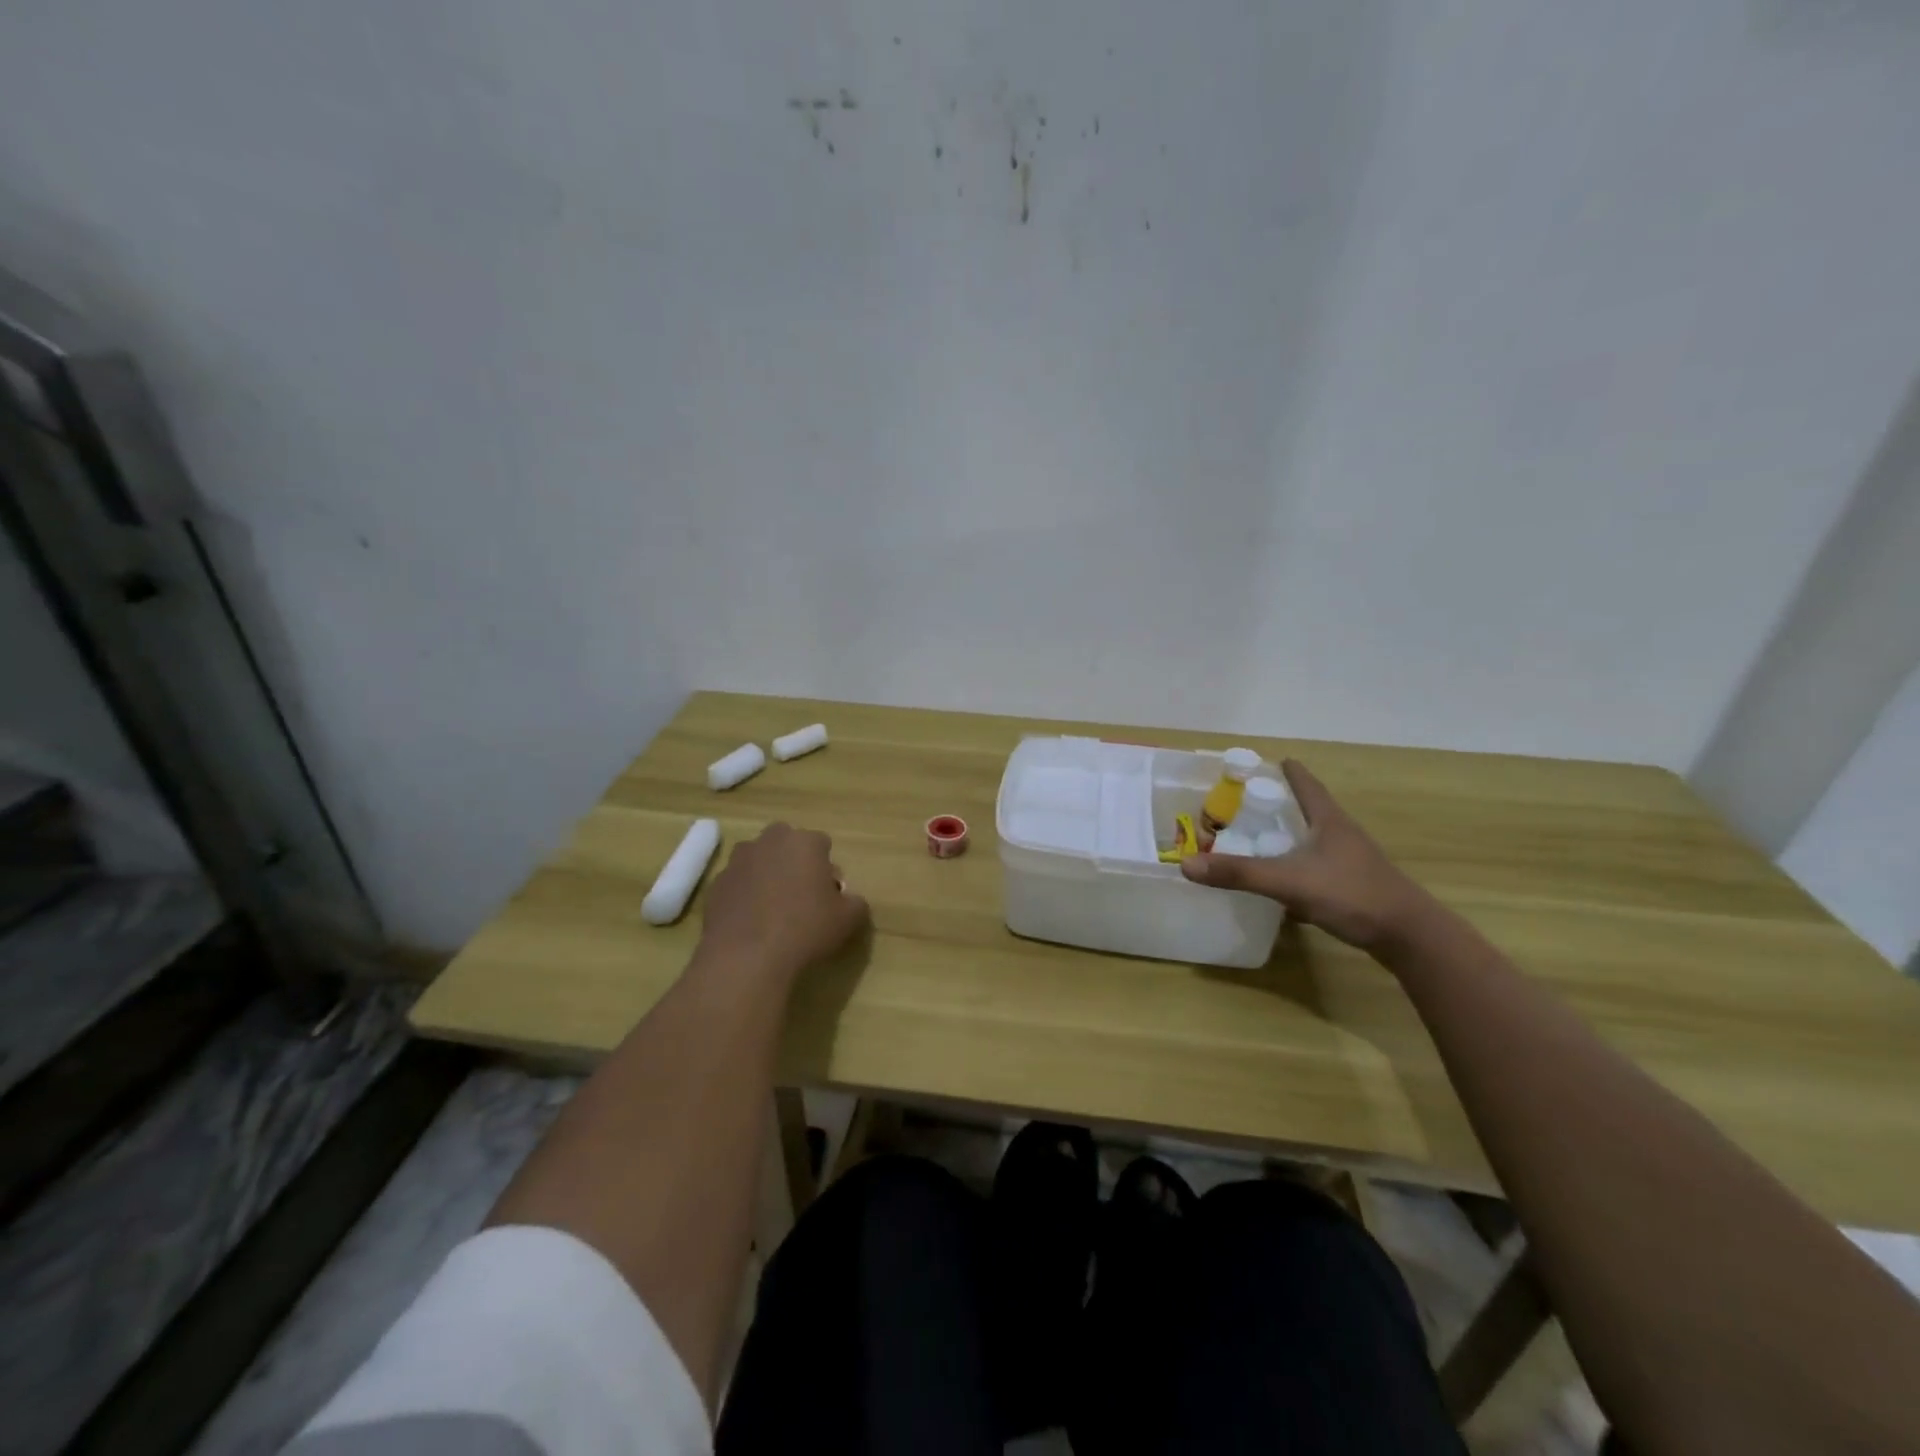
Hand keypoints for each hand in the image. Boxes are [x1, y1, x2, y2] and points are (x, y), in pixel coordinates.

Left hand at [698, 823, 868, 982]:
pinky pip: (737, 884)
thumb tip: (850, 900)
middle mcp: (769, 842)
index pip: (822, 843)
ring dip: (766, 874)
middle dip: (793, 861)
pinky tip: (750, 923)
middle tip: (800, 895)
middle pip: (786, 843)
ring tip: (772, 909)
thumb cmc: (805, 930)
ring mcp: (737, 862)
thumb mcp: (848, 920)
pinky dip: (744, 895)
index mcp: (804, 842)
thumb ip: (855, 902)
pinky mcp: (715, 885)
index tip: (828, 893)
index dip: (827, 868)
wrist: (746, 958)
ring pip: (758, 860)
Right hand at [1180, 760, 1436, 955]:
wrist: (1409, 936)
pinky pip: (1319, 866)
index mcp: (1328, 820)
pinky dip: (1298, 865)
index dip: (1288, 772)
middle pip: (1310, 809)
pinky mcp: (1354, 886)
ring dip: (1290, 836)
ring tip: (1261, 838)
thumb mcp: (1288, 882)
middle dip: (1283, 804)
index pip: (1306, 785)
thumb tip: (1187, 864)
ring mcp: (1351, 861)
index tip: (1272, 760)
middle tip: (1250, 802)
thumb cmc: (1351, 894)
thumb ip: (1239, 873)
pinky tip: (1283, 881)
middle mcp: (1341, 834)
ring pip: (1314, 840)